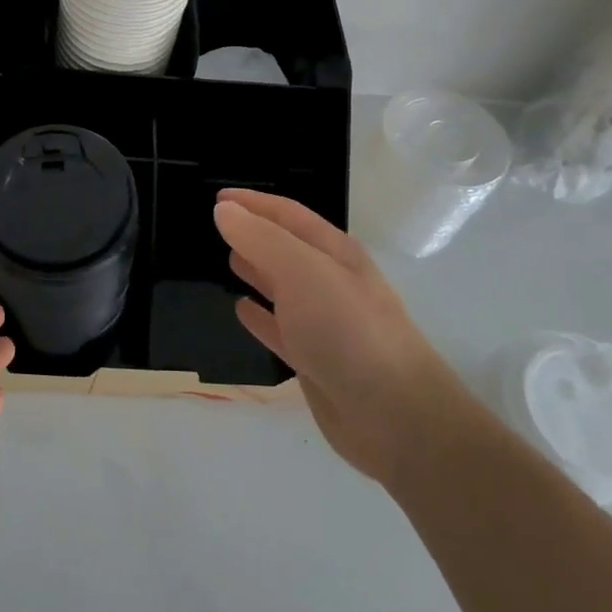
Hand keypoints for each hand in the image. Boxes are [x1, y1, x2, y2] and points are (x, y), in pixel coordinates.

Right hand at [215, 189, 448, 483]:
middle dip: (254, 233)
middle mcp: (330, 282)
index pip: (288, 215)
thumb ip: (260, 239)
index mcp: (334, 252)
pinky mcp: (315, 360)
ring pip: (282, 287)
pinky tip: (240, 309)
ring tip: (226, 259)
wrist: (393, 414)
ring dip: (256, 270)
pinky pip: (280, 330)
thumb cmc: (347, 329)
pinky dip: (259, 317)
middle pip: (286, 248)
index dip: (253, 203)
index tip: (217, 196)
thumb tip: (224, 210)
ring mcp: (324, 323)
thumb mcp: (301, 271)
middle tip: (217, 224)